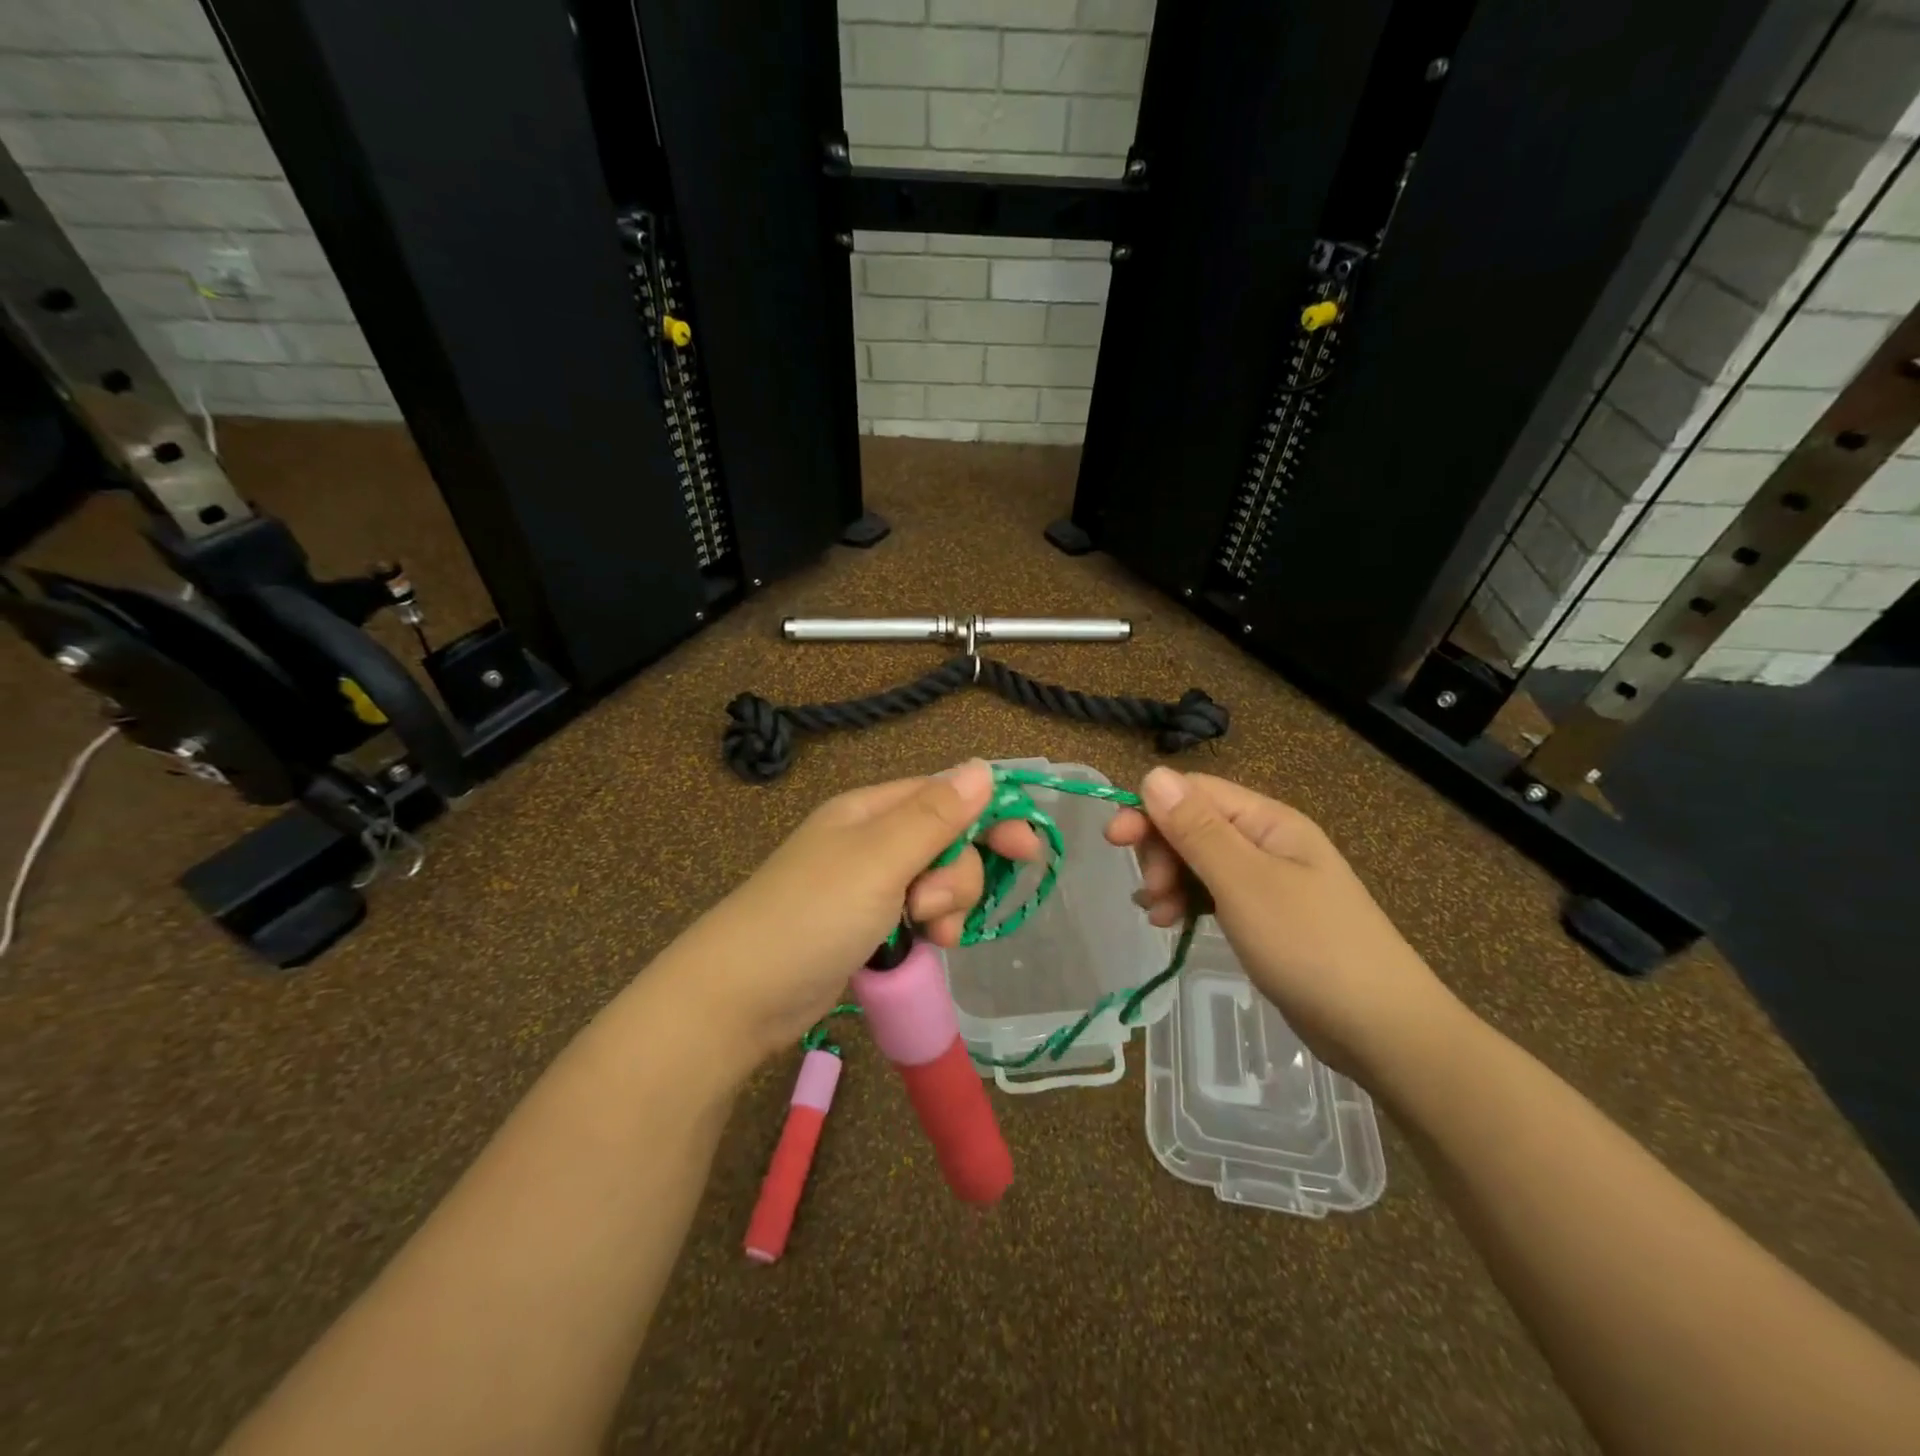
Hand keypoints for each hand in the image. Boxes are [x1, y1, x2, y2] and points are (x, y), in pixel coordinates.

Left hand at [673, 759, 1040, 1066]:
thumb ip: (935, 815)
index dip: (990, 816)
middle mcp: (873, 840)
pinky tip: (923, 947)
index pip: (946, 795)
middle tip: (933, 907)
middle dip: (958, 876)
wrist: (741, 996)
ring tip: (925, 934)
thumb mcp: (879, 858)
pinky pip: (920, 914)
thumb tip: (982, 766)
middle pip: (948, 841)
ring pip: (939, 882)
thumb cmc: (812, 915)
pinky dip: (929, 929)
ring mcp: (870, 885)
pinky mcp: (869, 926)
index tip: (1026, 850)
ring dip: (946, 906)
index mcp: (872, 810)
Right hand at [1106, 767, 1451, 1075]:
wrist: (1383, 1030)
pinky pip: (1214, 893)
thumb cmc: (1311, 947)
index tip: (1114, 841)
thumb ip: (1196, 829)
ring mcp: (1269, 881)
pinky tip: (1170, 923)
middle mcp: (1268, 841)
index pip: (1194, 793)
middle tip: (1150, 892)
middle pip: (1194, 825)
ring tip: (1156, 915)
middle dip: (1161, 851)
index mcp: (1268, 821)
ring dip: (1169, 880)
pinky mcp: (1267, 917)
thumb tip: (1153, 775)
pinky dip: (1187, 902)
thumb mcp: (1244, 883)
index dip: (1150, 810)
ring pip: (1200, 862)